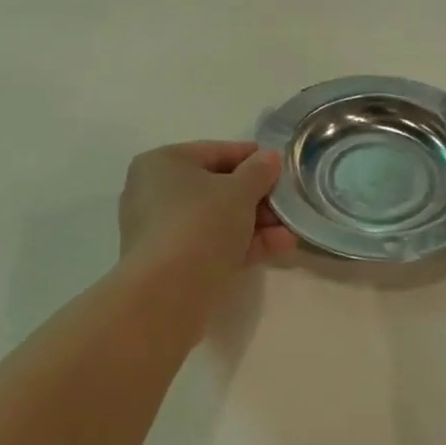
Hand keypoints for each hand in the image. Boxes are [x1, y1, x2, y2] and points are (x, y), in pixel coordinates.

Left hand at [118, 141, 294, 301]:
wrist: (167, 293)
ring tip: (291, 230)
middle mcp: (155, 193)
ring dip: (256, 223)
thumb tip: (269, 158)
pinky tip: (280, 247)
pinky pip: (212, 245)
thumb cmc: (201, 223)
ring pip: (217, 220)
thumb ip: (258, 171)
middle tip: (288, 203)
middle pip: (216, 188)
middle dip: (257, 197)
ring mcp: (162, 231)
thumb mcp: (239, 191)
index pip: (214, 152)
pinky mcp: (171, 264)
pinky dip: (243, 244)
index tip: (281, 167)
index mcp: (162, 163)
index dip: (252, 158)